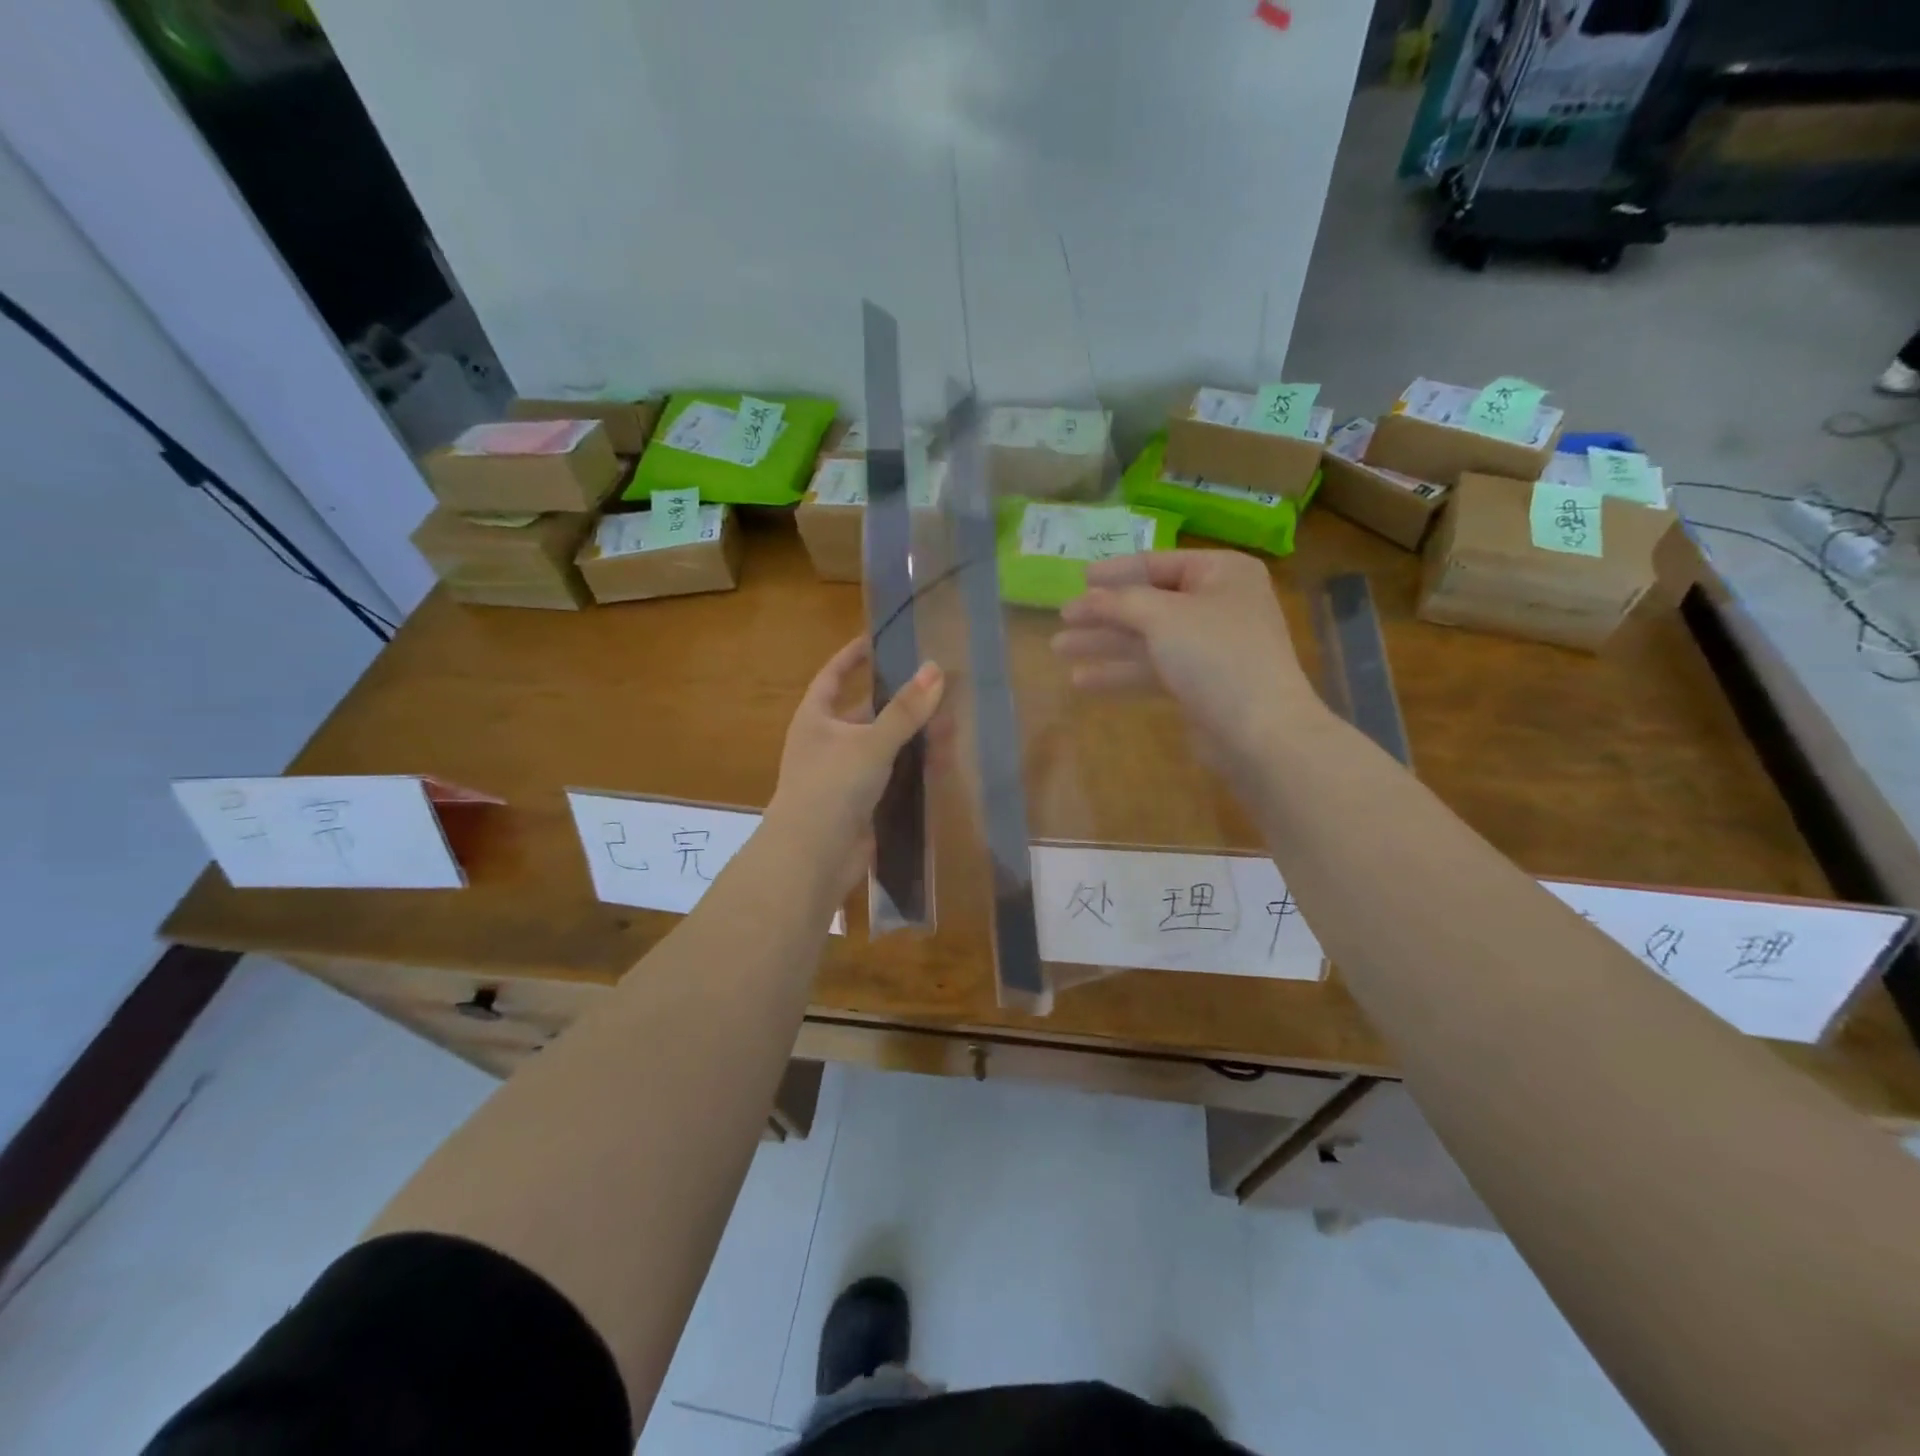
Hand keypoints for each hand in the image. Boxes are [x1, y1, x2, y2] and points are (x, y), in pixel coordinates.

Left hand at [767, 637, 944, 897]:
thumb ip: (905, 710)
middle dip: (899, 701)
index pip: (834, 675)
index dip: (853, 656)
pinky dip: (912, 768)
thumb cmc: (832, 787)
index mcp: (816, 718)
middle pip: (865, 712)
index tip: (878, 639)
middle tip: (937, 685)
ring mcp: (843, 776)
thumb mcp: (871, 742)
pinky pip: (891, 777)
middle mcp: (827, 743)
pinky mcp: (861, 804)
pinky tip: (942, 761)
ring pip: (883, 746)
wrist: (813, 858)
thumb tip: (936, 668)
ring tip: (950, 720)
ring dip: (912, 736)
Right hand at [1051, 549, 1322, 765]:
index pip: (1159, 564)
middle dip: (1103, 613)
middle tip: (1062, 619)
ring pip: (1147, 639)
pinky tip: (1082, 681)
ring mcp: (1210, 647)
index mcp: (1222, 573)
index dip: (1116, 571)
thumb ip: (1120, 602)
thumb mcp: (1164, 616)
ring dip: (1104, 644)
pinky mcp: (1200, 684)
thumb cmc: (1216, 656)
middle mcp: (1218, 605)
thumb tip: (1086, 597)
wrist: (1260, 730)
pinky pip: (1153, 669)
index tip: (1078, 578)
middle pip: (1149, 603)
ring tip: (1058, 649)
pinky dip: (1120, 672)